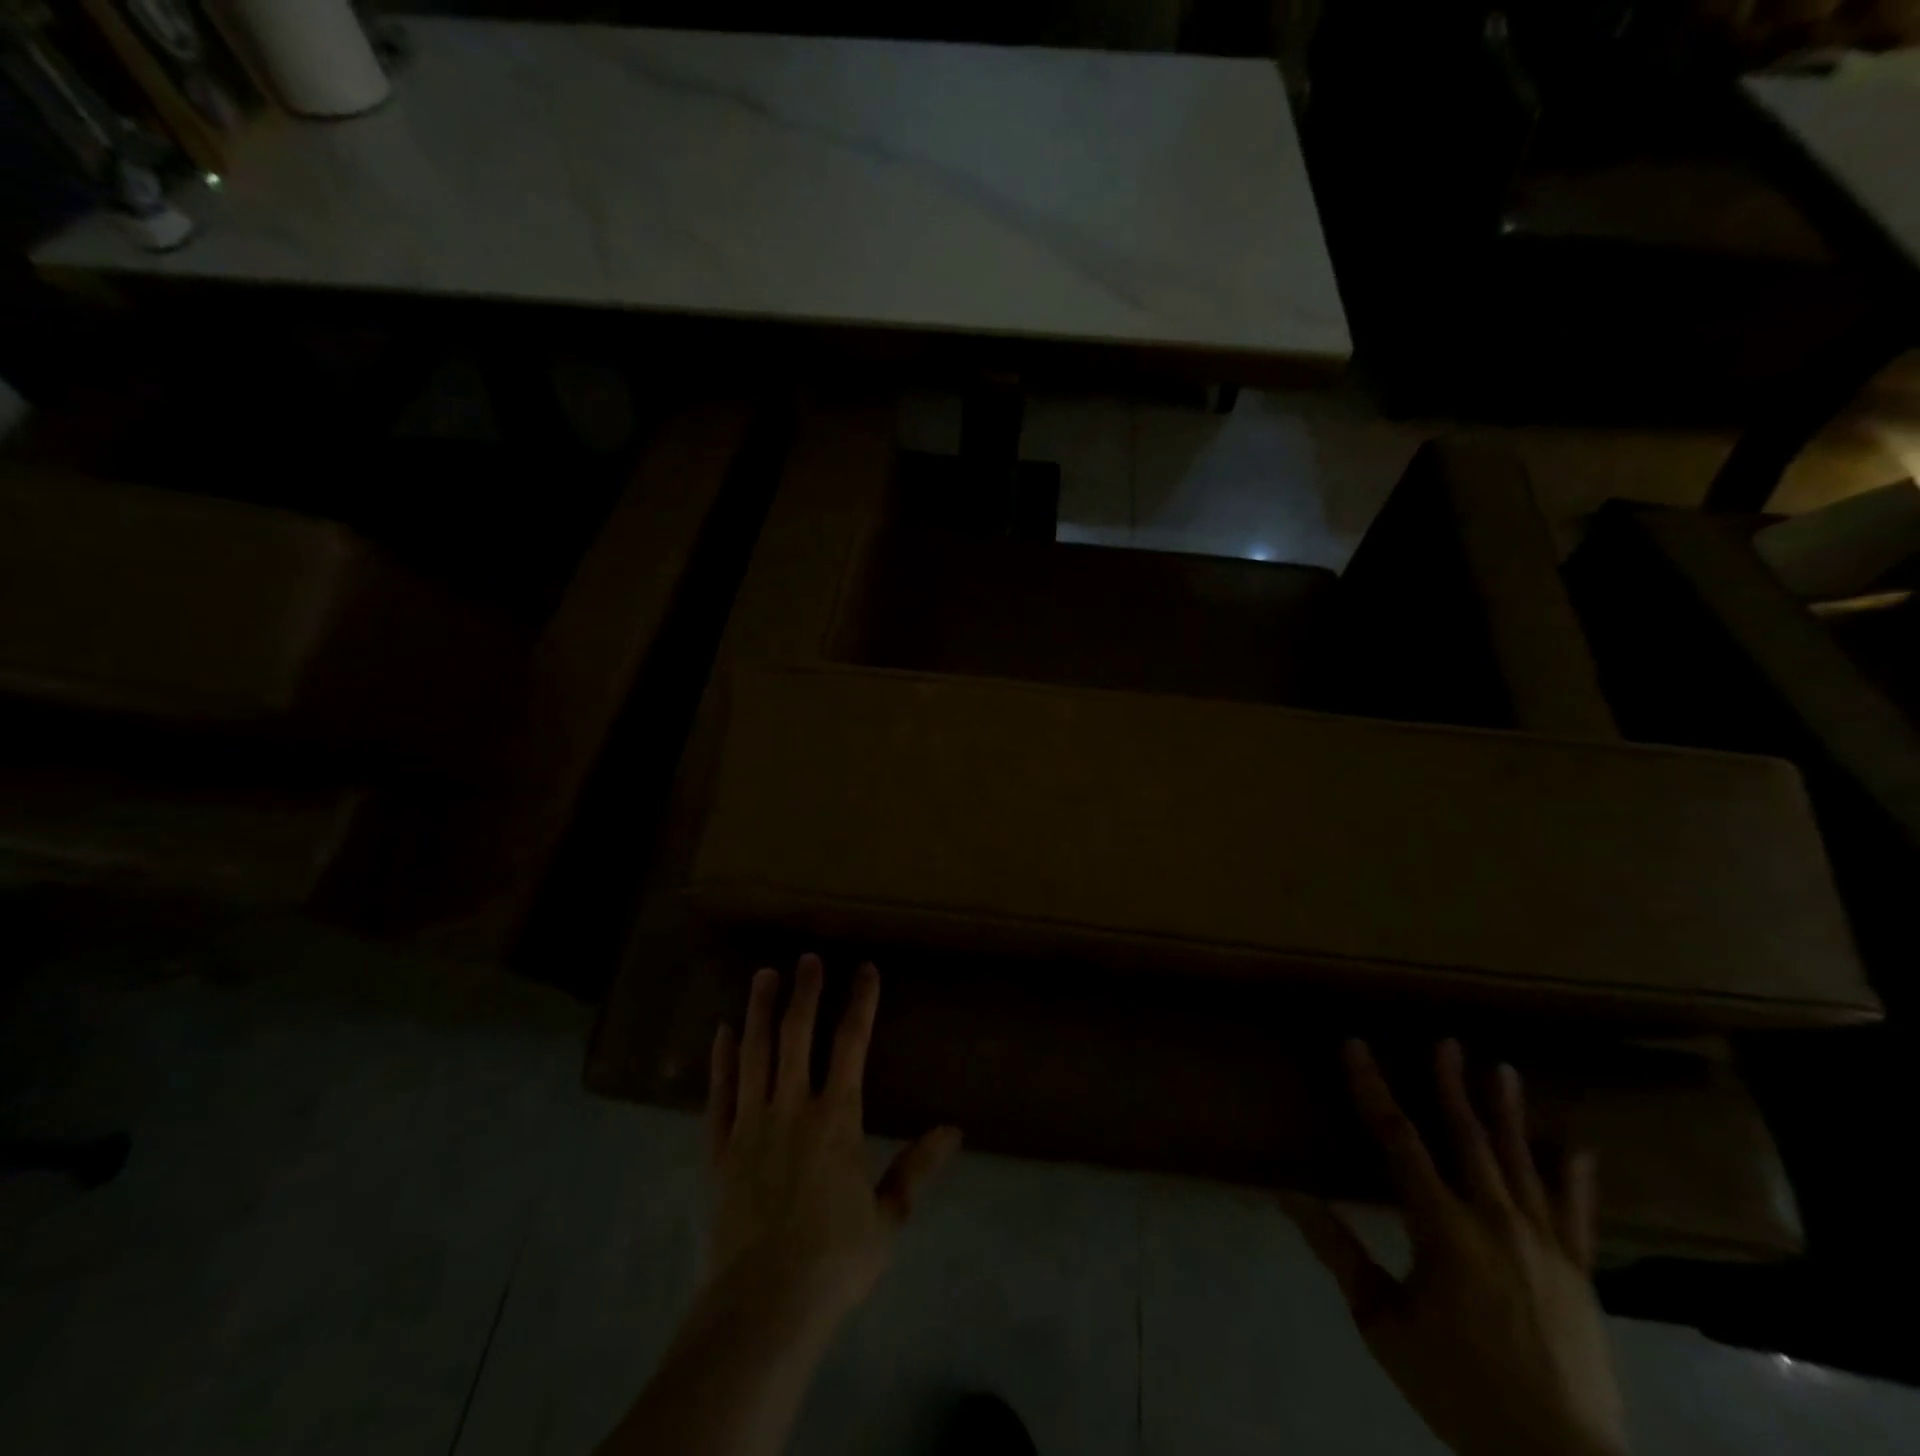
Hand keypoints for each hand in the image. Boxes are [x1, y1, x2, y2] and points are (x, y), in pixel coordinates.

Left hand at [704, 954, 961, 1328]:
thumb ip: (917, 1167)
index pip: (852, 1043)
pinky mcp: (721, 1149)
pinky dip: (721, 1059)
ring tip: (765, 974)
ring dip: (761, 1010)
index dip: (861, 1001)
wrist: (764, 1306)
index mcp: (836, 1117)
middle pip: (797, 1034)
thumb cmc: (834, 1260)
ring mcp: (751, 1124)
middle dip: (805, 991)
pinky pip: (720, 1093)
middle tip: (808, 957)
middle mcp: (792, 1107)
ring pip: (755, 1052)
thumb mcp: (889, 1216)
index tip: (865, 969)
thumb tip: (953, 1129)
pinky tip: (724, 1031)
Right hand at [1287, 1040, 1628, 1455]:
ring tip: (1502, 1069)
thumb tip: (1290, 1196)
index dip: (1372, 1087)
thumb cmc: (1459, 1386)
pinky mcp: (1579, 1274)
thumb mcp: (1383, 1323)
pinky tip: (1576, 1148)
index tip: (1356, 1045)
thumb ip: (1340, 1254)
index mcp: (1442, 1227)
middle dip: (1451, 1085)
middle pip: (1467, 1137)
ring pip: (1522, 1162)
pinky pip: (1576, 1214)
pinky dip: (1575, 1178)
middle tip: (1446, 1041)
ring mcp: (1544, 1244)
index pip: (1397, 1138)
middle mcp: (1494, 1220)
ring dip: (1508, 1112)